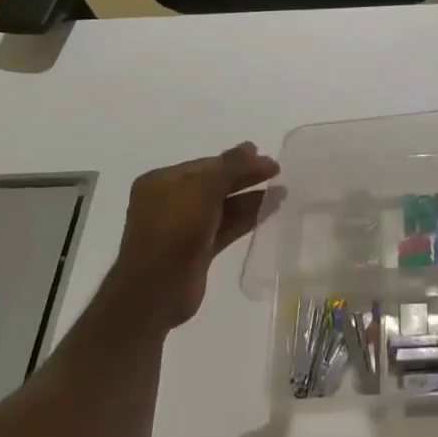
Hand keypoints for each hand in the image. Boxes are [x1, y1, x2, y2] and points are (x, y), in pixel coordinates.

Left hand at [103, 142, 279, 331]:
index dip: (237, 160)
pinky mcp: (197, 250)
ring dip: (250, 198)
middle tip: (277, 171)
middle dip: (246, 177)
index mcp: (162, 182)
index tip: (267, 158)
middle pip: (215, 183)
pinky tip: (271, 210)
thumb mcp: (202, 189)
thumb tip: (251, 147)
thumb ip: (229, 166)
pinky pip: (226, 227)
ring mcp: (183, 227)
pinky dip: (247, 218)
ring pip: (222, 206)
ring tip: (282, 191)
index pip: (206, 164)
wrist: (155, 290)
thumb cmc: (174, 229)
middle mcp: (170, 201)